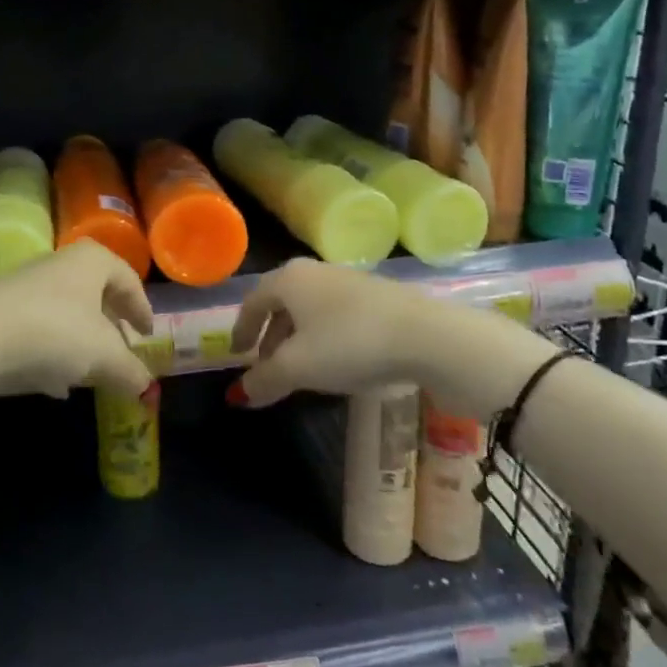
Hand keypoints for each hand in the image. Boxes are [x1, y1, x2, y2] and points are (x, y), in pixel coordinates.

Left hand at [0, 241, 154, 449]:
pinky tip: (53, 384)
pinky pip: (36, 329)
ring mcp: (25, 285)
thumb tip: (146, 387)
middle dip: (109, 325)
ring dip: (79, 341)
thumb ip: (130, 371)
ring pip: (64, 312)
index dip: (141, 307)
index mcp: (91, 262)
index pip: (127, 278)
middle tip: (120, 350)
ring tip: (89, 373)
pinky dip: (51, 352)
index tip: (147, 334)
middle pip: (94, 293)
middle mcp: (59, 264)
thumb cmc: (55, 331)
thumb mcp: (103, 356)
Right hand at [228, 259, 539, 418]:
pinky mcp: (378, 295)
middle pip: (282, 303)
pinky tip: (338, 361)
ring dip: (299, 338)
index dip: (242, 330)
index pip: (253, 302)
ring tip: (302, 369)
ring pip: (311, 309)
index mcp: (289, 279)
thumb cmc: (349, 344)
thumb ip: (263, 380)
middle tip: (267, 366)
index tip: (238, 355)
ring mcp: (349, 280)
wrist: (428, 336)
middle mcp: (315, 271)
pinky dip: (326, 336)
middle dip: (271, 336)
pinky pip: (337, 314)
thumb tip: (239, 395)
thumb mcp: (298, 368)